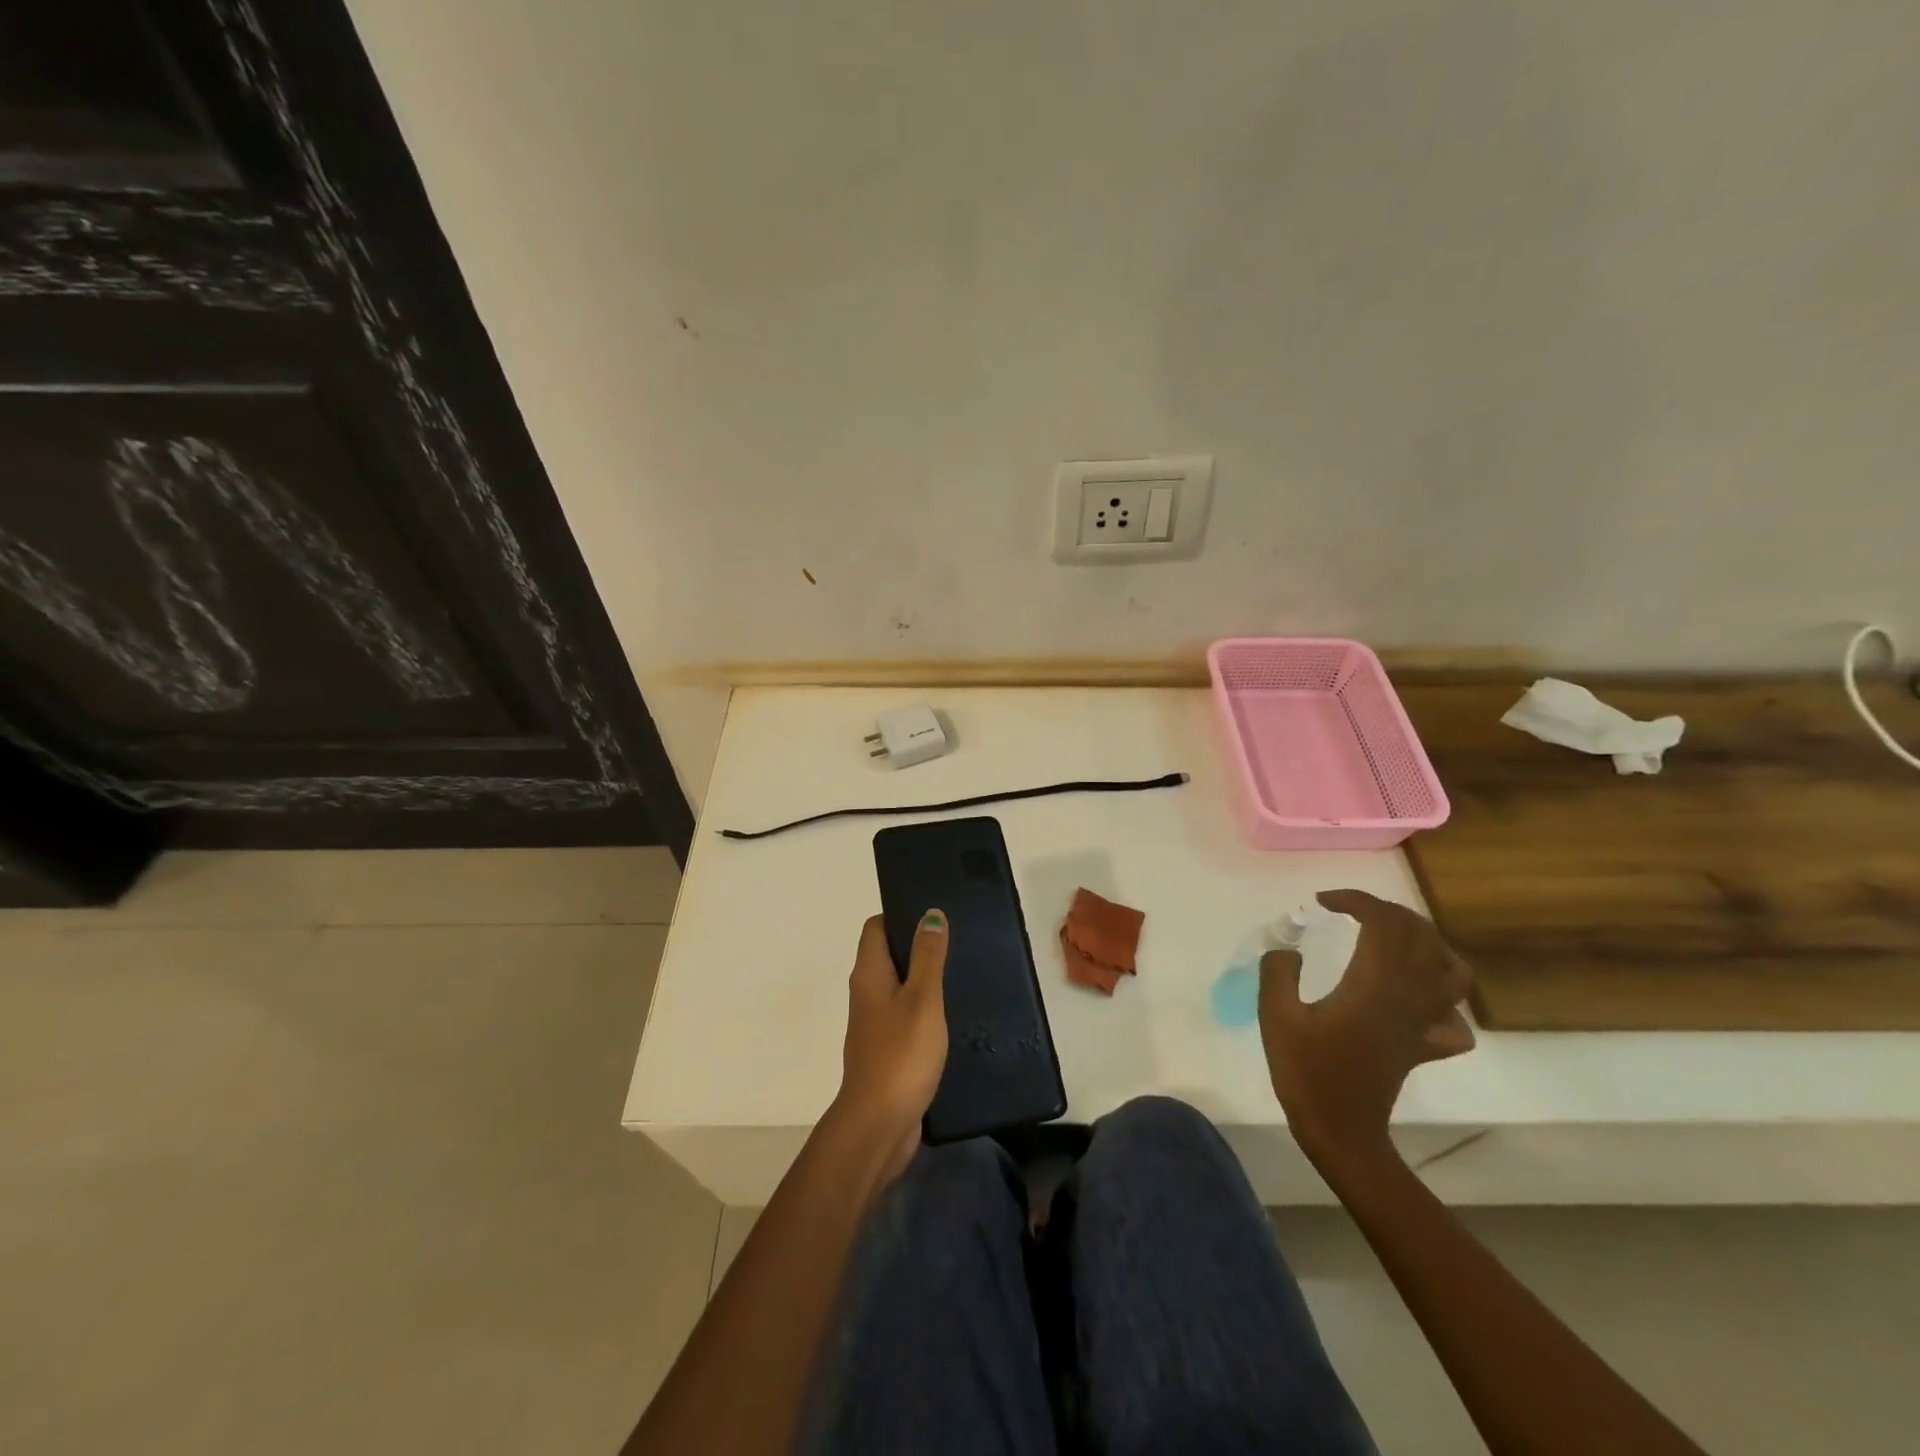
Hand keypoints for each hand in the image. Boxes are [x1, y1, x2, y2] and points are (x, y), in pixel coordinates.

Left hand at [830, 911, 949, 1185]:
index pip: (876, 928)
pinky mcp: (887, 1050)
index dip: (901, 915)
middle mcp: (867, 994)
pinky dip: (925, 1010)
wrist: (878, 1125)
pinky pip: (906, 1017)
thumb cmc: (900, 1055)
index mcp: (869, 974)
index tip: (935, 915)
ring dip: (925, 979)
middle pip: (888, 955)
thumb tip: (930, 914)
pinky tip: (953, 1015)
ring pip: (899, 987)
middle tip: (957, 942)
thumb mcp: (922, 999)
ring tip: (961, 974)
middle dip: (918, 946)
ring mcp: (875, 1024)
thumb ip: (927, 956)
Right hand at [1258, 890, 1474, 1169]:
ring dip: (1423, 941)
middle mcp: (1408, 996)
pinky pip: (1453, 1014)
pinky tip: (1413, 995)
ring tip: (1389, 939)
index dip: (1356, 900)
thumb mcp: (1276, 1016)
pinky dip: (1441, 995)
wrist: (1341, 1131)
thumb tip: (1287, 947)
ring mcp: (1423, 1021)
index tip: (1323, 901)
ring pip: (1450, 968)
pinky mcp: (1425, 1043)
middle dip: (1386, 910)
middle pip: (1420, 934)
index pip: (1383, 921)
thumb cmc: (1306, 1071)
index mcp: (1374, 984)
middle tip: (1349, 910)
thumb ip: (1278, 972)